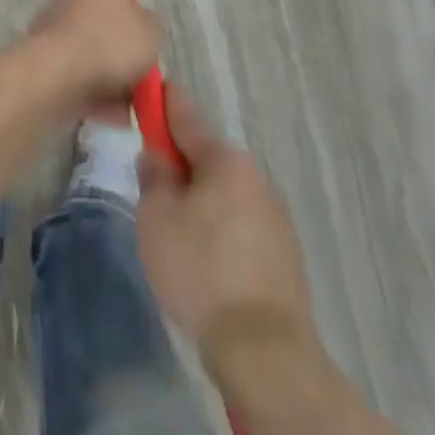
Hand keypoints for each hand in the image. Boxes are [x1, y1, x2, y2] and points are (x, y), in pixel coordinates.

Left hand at [29, 0, 160, 110]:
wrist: (57, 76)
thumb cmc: (109, 43)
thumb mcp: (150, 33)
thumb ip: (149, 26)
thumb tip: (141, 23)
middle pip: (99, 10)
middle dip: (117, 36)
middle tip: (138, 64)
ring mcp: (56, 27)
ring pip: (90, 46)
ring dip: (108, 71)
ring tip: (129, 101)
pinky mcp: (45, 58)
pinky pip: (79, 73)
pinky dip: (95, 92)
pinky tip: (113, 115)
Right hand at [137, 84, 313, 355]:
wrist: (263, 348)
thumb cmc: (199, 270)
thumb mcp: (157, 218)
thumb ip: (154, 177)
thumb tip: (158, 156)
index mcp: (224, 161)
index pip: (187, 118)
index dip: (165, 102)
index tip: (153, 86)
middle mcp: (255, 178)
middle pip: (207, 158)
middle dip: (180, 163)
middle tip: (151, 183)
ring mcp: (274, 215)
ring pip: (224, 192)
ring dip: (200, 198)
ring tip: (175, 232)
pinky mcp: (283, 252)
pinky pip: (240, 222)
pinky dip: (219, 227)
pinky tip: (204, 258)